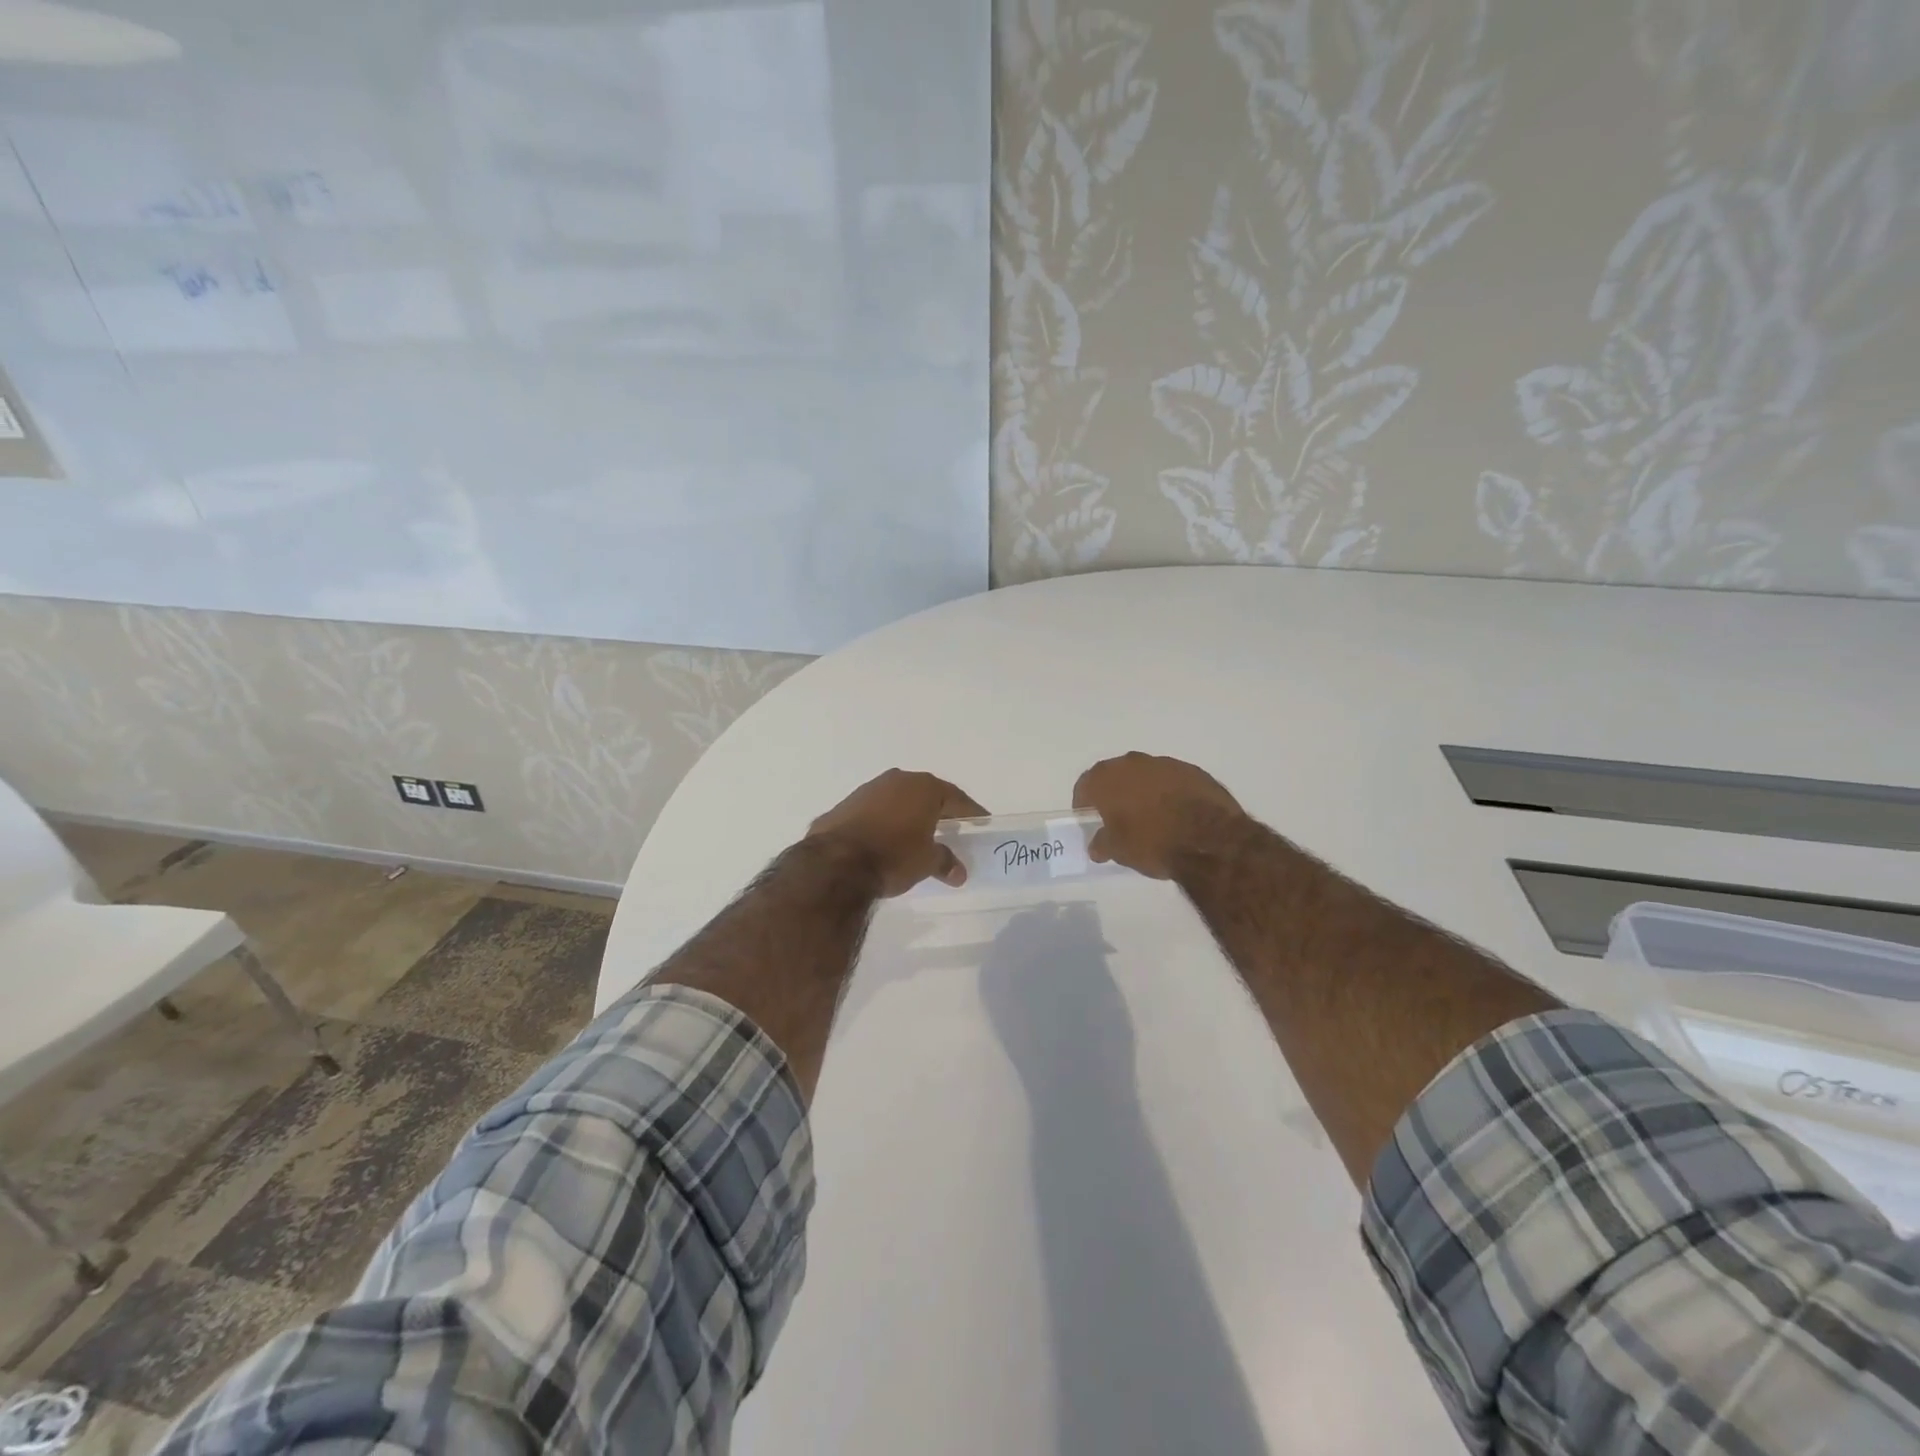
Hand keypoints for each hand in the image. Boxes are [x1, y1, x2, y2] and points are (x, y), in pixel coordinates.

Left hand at [806, 769, 986, 896]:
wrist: (836, 863)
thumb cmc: (893, 856)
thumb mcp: (926, 862)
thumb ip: (945, 862)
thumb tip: (959, 872)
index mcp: (924, 788)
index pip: (956, 798)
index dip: (971, 812)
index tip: (981, 822)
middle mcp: (897, 780)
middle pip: (926, 794)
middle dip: (938, 810)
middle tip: (951, 827)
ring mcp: (867, 790)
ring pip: (897, 800)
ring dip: (908, 815)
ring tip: (916, 835)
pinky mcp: (845, 805)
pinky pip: (874, 811)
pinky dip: (884, 822)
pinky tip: (884, 839)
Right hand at [1072, 752, 1247, 879]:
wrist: (1209, 840)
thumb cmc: (1152, 843)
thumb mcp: (1119, 851)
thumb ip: (1102, 843)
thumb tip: (1097, 845)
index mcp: (1108, 778)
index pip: (1085, 785)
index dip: (1084, 803)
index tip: (1090, 819)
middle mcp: (1133, 763)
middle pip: (1115, 775)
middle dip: (1114, 793)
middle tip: (1118, 817)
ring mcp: (1166, 764)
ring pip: (1145, 775)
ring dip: (1143, 791)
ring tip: (1150, 816)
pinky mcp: (1194, 771)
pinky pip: (1172, 780)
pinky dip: (1169, 793)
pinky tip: (1176, 814)